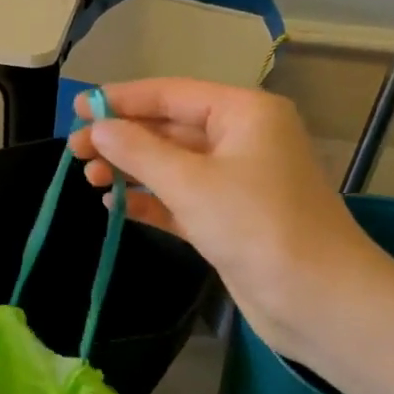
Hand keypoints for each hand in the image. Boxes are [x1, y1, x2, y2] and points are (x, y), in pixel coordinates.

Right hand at [69, 79, 393, 359]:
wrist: (317, 299)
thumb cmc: (256, 225)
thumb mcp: (190, 182)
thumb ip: (138, 151)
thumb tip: (98, 127)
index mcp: (243, 113)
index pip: (171, 94)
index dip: (121, 99)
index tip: (77, 108)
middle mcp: (242, 139)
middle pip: (169, 128)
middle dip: (122, 138)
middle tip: (75, 151)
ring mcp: (237, 181)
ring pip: (172, 165)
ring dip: (131, 170)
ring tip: (89, 178)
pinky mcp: (229, 218)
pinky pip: (180, 198)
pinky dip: (150, 199)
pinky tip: (115, 204)